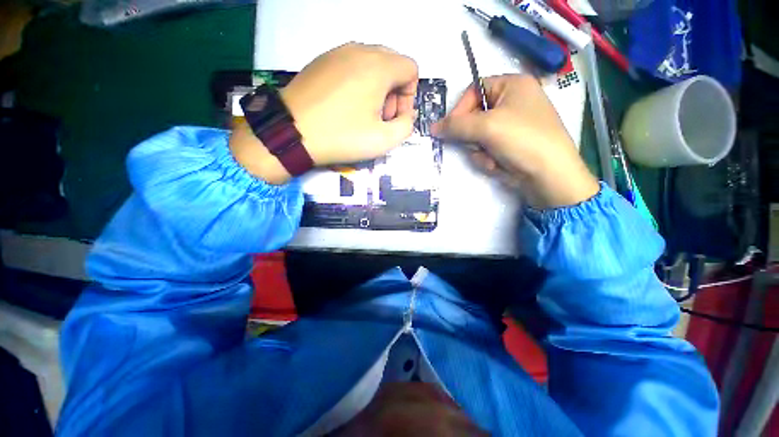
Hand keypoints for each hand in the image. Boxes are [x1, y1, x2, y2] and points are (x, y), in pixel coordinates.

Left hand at [230, 43, 418, 183]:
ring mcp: (338, 52)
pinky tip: (346, 105)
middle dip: (394, 93)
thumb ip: (406, 126)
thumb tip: (406, 115)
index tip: (395, 118)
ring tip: (363, 114)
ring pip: (372, 64)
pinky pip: (352, 66)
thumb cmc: (342, 136)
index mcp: (378, 66)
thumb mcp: (384, 140)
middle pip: (393, 64)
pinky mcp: (322, 60)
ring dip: (377, 88)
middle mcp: (360, 50)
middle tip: (381, 118)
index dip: (409, 97)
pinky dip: (359, 83)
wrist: (292, 131)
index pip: (411, 69)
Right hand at [432, 74, 598, 208]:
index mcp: (512, 85)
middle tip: (480, 145)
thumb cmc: (522, 140)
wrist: (549, 175)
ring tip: (494, 159)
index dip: (460, 110)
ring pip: (477, 137)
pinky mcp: (510, 145)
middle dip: (473, 137)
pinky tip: (500, 165)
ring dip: (480, 152)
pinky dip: (488, 159)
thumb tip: (433, 127)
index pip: (473, 90)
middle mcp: (512, 102)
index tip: (450, 129)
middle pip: (474, 117)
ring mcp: (511, 126)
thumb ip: (456, 125)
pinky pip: (486, 149)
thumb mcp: (486, 127)